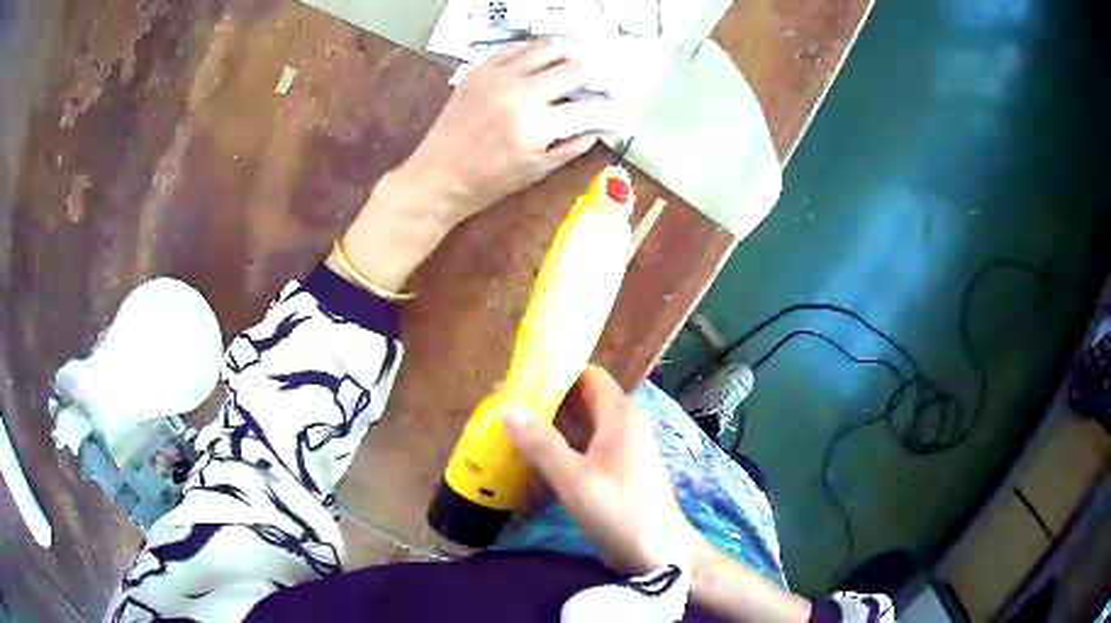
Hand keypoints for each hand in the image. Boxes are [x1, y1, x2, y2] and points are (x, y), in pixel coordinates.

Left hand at [407, 39, 617, 222]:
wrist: (438, 175)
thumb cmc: (488, 183)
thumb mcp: (537, 171)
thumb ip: (572, 146)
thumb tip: (596, 127)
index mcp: (536, 125)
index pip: (589, 109)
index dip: (610, 112)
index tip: (616, 114)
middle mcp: (521, 92)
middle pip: (576, 69)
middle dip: (599, 78)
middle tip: (604, 87)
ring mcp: (499, 76)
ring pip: (548, 47)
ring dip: (571, 55)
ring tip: (577, 67)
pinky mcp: (481, 70)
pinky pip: (517, 47)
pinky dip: (536, 50)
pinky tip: (543, 61)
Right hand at [505, 365, 704, 572]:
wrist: (658, 551)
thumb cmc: (619, 510)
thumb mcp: (575, 478)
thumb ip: (542, 444)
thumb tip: (508, 409)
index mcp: (620, 415)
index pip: (588, 375)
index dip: (557, 373)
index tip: (521, 380)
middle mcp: (624, 425)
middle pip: (584, 400)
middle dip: (548, 401)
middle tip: (508, 407)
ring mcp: (623, 449)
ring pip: (584, 426)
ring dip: (553, 426)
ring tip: (514, 429)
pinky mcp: (619, 470)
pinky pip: (588, 448)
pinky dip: (564, 447)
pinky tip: (537, 459)